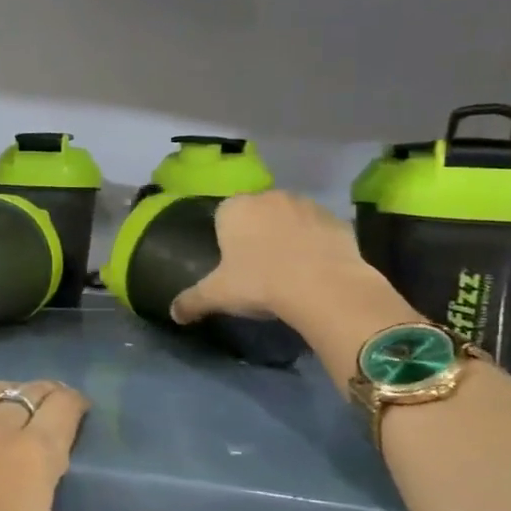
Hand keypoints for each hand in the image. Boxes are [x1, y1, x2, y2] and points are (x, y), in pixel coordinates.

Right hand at [170, 189, 369, 325]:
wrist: (323, 286)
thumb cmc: (259, 283)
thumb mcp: (217, 295)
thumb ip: (191, 301)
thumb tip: (173, 314)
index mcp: (235, 208)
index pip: (223, 216)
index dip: (227, 238)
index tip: (233, 263)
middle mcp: (269, 197)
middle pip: (258, 213)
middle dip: (257, 234)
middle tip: (259, 268)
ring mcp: (306, 204)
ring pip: (289, 218)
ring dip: (288, 235)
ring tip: (289, 269)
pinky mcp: (336, 219)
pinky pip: (318, 230)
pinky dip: (316, 243)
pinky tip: (315, 269)